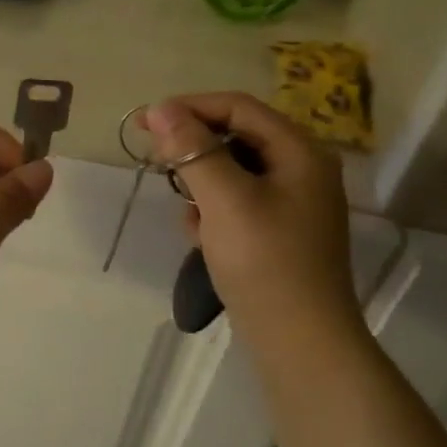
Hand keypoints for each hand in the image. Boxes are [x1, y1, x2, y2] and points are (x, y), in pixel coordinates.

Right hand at [141, 93, 359, 343]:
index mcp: (299, 151)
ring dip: (201, 185)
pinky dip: (214, 212)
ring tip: (187, 215)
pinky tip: (201, 238)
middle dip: (195, 150)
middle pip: (237, 137)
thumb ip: (194, 151)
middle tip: (158, 164)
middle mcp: (301, 169)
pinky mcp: (278, 232)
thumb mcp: (225, 201)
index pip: (239, 108)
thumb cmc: (264, 262)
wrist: (299, 340)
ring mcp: (292, 203)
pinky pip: (238, 204)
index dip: (190, 107)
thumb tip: (161, 108)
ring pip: (234, 173)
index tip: (146, 122)